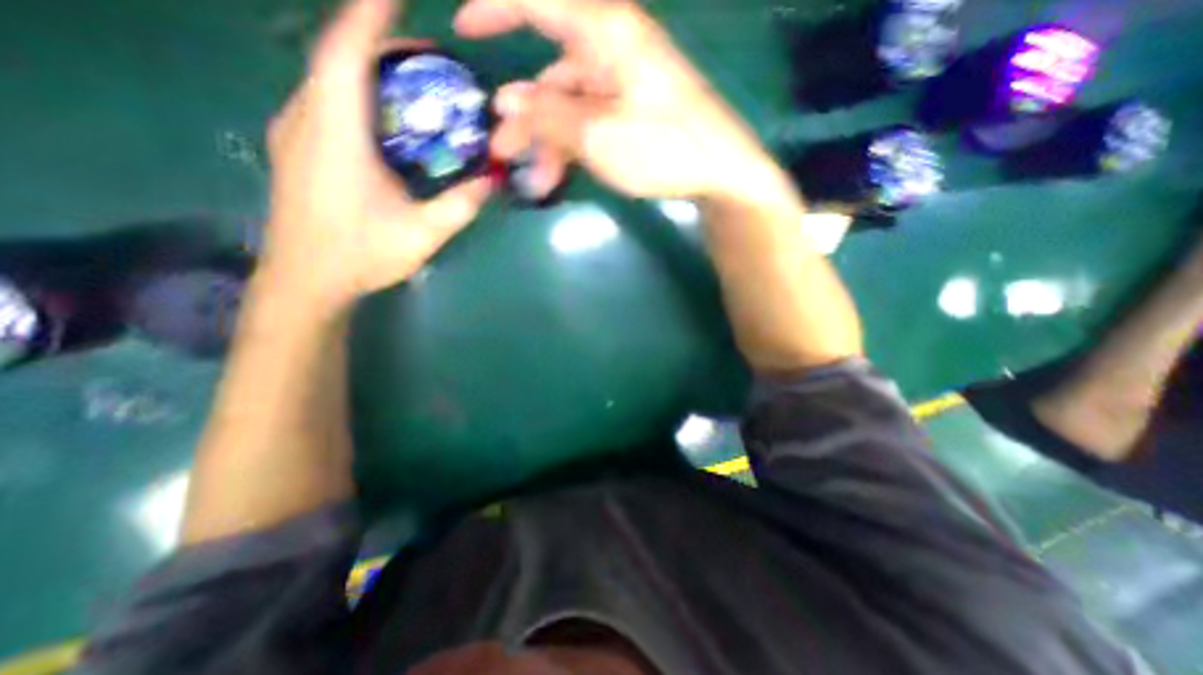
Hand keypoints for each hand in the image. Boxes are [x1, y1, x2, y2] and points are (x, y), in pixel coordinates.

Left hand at [265, 0, 487, 310]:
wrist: (305, 281)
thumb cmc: (360, 256)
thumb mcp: (422, 234)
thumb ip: (459, 206)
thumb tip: (492, 180)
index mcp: (335, 135)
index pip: (346, 53)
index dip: (370, 15)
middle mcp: (306, 120)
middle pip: (339, 59)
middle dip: (383, 45)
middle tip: (433, 57)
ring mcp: (296, 133)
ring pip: (330, 79)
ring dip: (372, 70)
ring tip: (416, 81)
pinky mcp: (298, 148)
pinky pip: (328, 102)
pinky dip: (359, 94)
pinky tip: (388, 116)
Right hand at [462, 0, 795, 203]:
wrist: (719, 170)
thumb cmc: (664, 148)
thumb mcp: (599, 136)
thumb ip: (550, 116)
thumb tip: (507, 101)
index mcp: (605, 34)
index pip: (538, 1)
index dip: (494, 8)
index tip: (462, 28)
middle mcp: (611, 50)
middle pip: (551, 77)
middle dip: (524, 117)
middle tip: (502, 152)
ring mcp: (622, 84)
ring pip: (569, 108)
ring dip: (549, 144)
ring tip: (538, 182)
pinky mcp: (631, 111)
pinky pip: (589, 122)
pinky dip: (572, 147)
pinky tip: (563, 174)